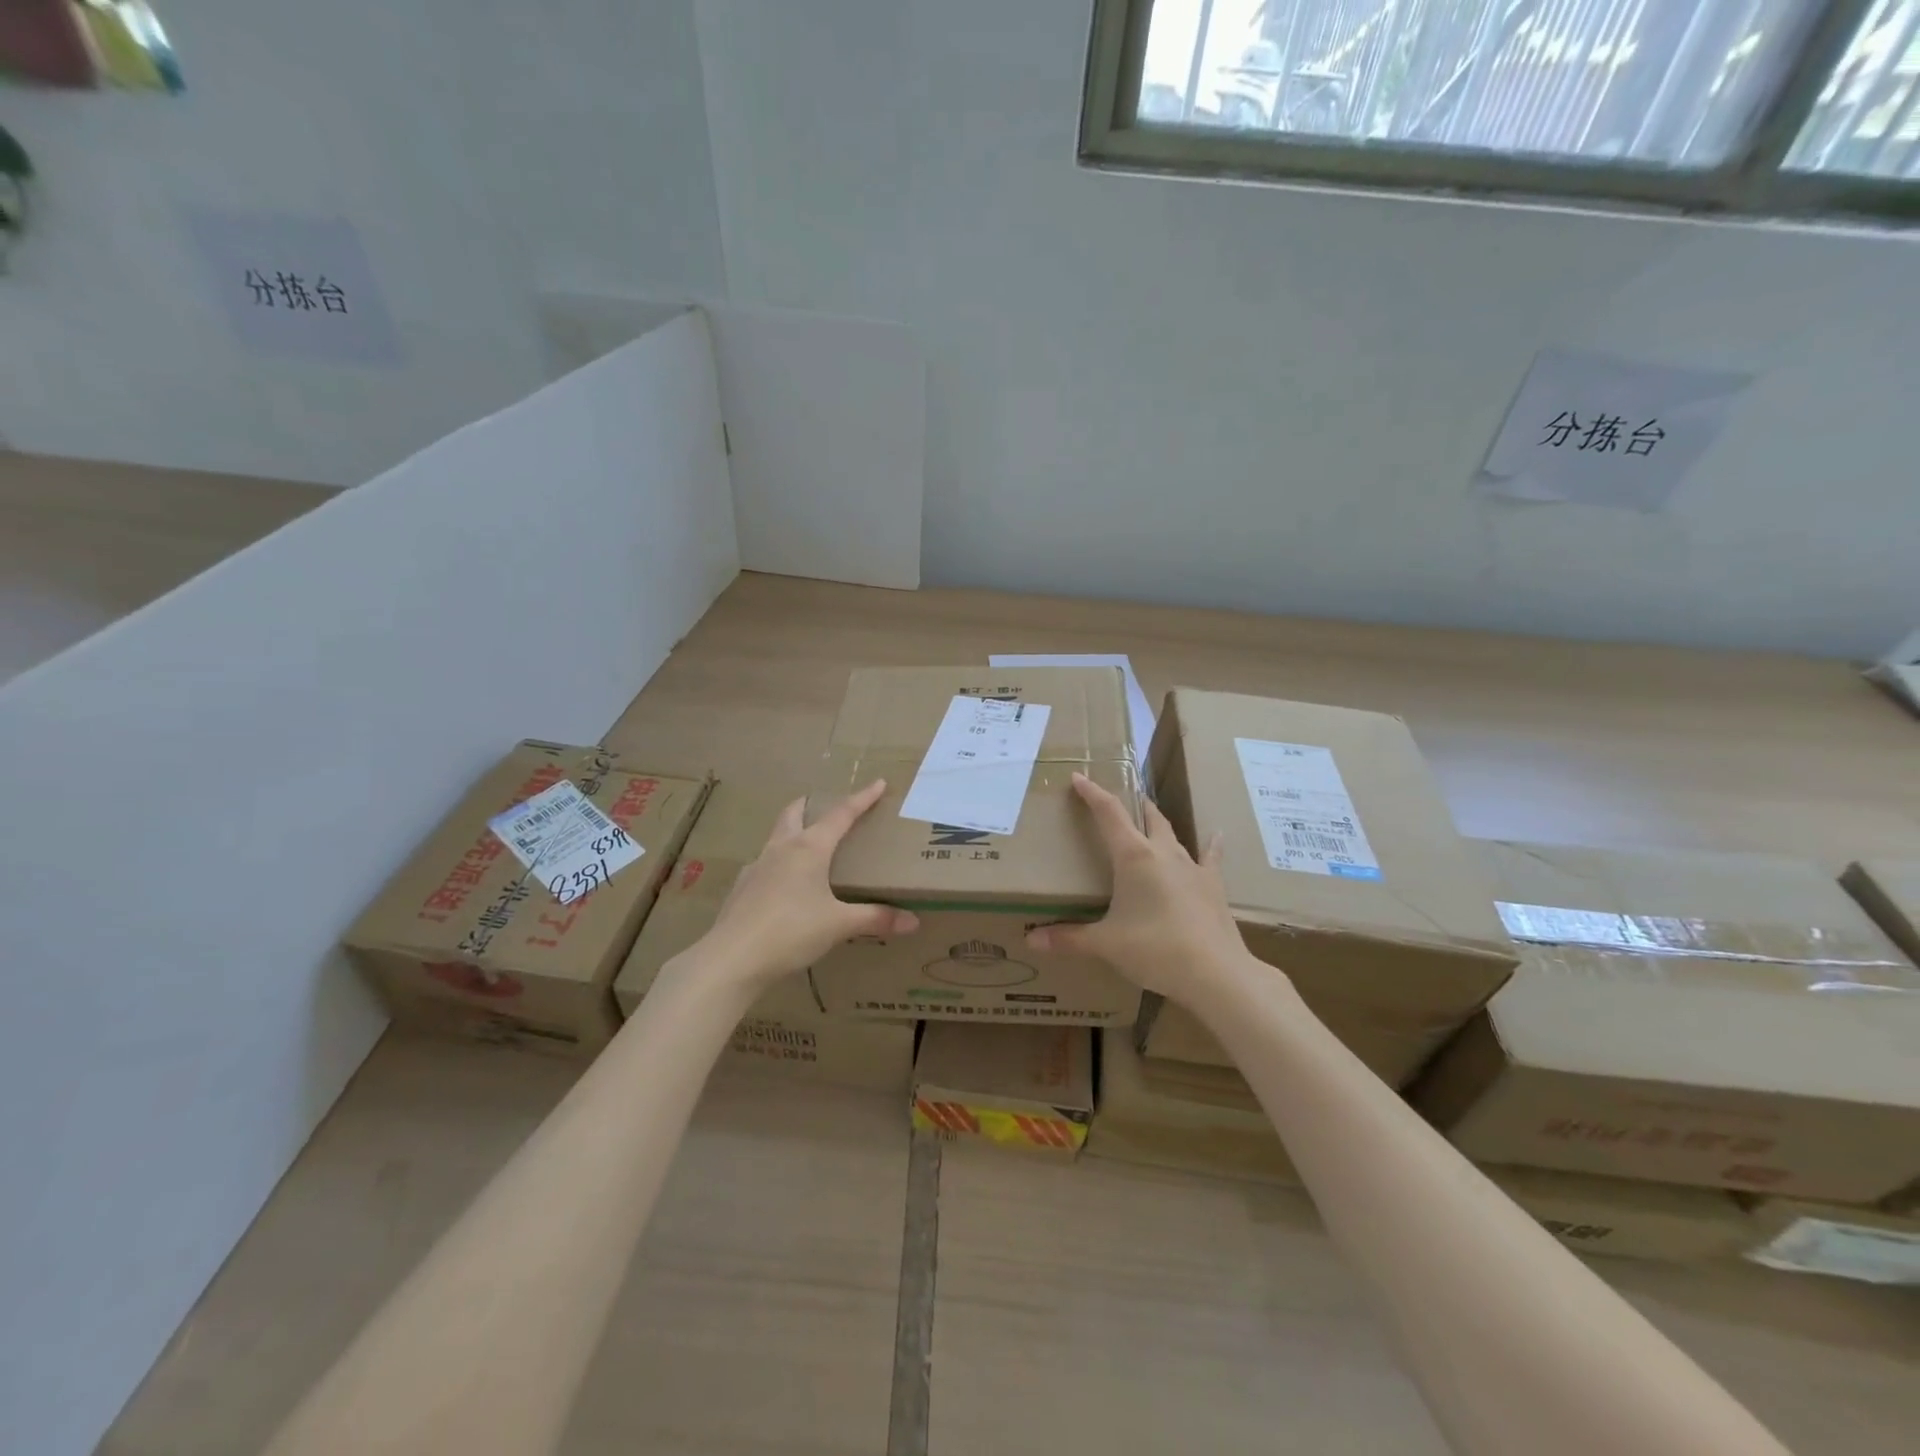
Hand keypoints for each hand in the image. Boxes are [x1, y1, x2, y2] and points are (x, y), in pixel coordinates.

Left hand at [698, 780, 918, 987]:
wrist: (732, 959)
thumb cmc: (791, 932)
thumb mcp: (839, 925)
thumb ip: (876, 919)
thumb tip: (913, 921)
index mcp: (809, 848)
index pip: (841, 814)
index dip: (862, 798)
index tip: (878, 783)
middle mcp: (781, 848)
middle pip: (796, 812)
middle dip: (813, 804)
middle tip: (829, 807)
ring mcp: (757, 866)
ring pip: (777, 836)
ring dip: (794, 831)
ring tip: (810, 847)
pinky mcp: (742, 887)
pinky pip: (764, 865)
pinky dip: (779, 864)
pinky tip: (785, 886)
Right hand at [1026, 773, 1254, 1003]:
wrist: (1216, 973)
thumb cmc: (1155, 950)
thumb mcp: (1106, 945)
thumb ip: (1069, 938)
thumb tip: (1031, 940)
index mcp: (1133, 857)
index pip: (1109, 813)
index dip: (1093, 793)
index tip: (1079, 777)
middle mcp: (1163, 853)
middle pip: (1145, 815)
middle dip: (1130, 803)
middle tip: (1116, 799)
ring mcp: (1191, 867)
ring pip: (1172, 833)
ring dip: (1157, 823)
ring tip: (1149, 816)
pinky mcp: (1212, 886)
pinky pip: (1210, 858)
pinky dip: (1211, 846)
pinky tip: (1217, 835)